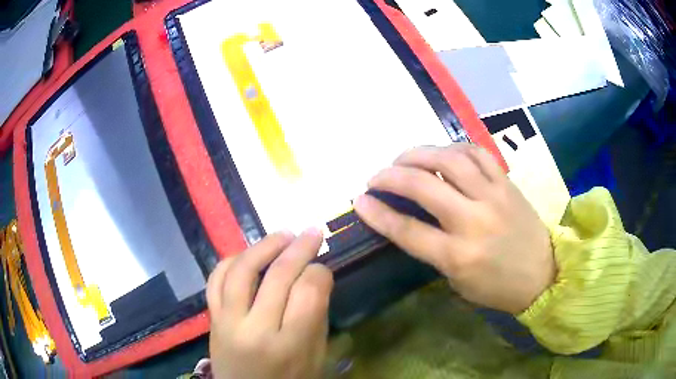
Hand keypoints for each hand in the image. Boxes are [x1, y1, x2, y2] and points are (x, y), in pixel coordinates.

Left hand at [206, 229, 332, 378]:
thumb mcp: (315, 358)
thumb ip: (316, 318)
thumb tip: (315, 277)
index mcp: (289, 346)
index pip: (308, 293)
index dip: (320, 272)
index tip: (324, 268)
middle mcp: (255, 330)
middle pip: (278, 276)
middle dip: (299, 248)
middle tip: (312, 232)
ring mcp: (227, 322)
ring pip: (241, 270)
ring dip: (263, 245)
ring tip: (282, 235)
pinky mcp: (211, 319)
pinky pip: (215, 280)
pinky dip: (231, 260)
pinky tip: (248, 253)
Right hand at [354, 144, 554, 314]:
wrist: (543, 274)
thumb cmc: (497, 287)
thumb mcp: (458, 281)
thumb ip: (433, 251)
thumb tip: (409, 222)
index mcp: (458, 256)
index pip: (407, 230)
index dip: (378, 213)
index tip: (359, 200)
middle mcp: (473, 221)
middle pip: (423, 186)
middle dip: (390, 177)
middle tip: (376, 176)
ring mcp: (493, 196)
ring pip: (449, 160)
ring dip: (418, 154)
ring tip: (402, 158)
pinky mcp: (507, 183)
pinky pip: (477, 153)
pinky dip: (454, 148)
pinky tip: (442, 153)